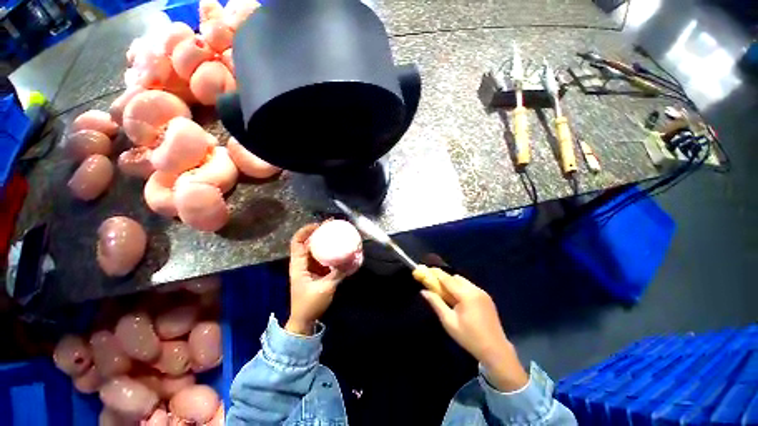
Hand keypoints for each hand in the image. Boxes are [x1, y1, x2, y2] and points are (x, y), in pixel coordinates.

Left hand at [286, 223, 346, 335]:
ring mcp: (309, 267)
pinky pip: (321, 257)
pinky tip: (338, 248)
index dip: (305, 231)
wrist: (304, 320)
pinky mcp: (315, 271)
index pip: (297, 242)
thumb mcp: (325, 288)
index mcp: (298, 265)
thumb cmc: (309, 304)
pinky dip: (328, 251)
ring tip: (336, 232)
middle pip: (307, 242)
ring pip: (314, 248)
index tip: (319, 225)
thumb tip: (351, 260)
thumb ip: (338, 274)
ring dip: (323, 240)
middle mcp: (302, 263)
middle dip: (318, 232)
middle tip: (332, 225)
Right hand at [421, 268, 527, 391]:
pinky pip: (470, 286)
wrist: (495, 350)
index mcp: (466, 295)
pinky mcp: (486, 297)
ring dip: (453, 284)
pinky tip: (458, 300)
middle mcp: (475, 289)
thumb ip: (436, 303)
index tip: (425, 269)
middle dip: (444, 279)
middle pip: (455, 278)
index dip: (435, 273)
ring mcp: (482, 293)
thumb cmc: (469, 337)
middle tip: (435, 286)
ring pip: (463, 281)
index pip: (447, 279)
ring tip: (447, 296)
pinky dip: (461, 288)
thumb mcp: (449, 322)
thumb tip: (424, 291)